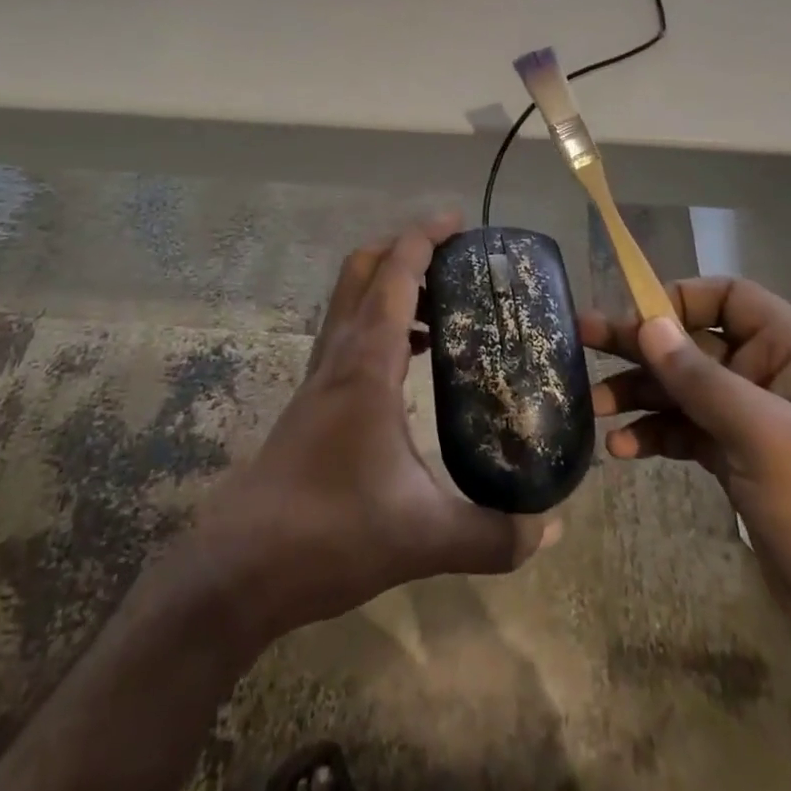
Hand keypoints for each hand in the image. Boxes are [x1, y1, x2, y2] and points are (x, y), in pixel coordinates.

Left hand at [195, 215, 556, 643]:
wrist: (241, 568)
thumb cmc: (330, 535)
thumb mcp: (424, 538)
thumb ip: (494, 535)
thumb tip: (550, 526)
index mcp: (367, 364)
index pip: (394, 275)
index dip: (425, 237)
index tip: (460, 221)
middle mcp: (340, 356)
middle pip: (362, 270)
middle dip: (406, 249)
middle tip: (456, 260)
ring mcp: (321, 377)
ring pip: (352, 300)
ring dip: (392, 285)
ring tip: (446, 309)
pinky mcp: (314, 401)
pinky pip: (350, 335)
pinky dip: (382, 323)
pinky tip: (412, 363)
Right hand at [584, 280, 790, 720]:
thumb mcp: (767, 440)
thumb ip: (703, 379)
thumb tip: (649, 323)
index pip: (731, 298)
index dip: (679, 298)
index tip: (631, 319)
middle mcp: (775, 382)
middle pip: (698, 344)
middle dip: (643, 346)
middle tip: (581, 343)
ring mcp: (759, 429)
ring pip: (687, 392)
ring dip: (642, 395)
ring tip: (595, 408)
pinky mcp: (744, 471)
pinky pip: (690, 436)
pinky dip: (657, 436)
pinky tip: (623, 451)